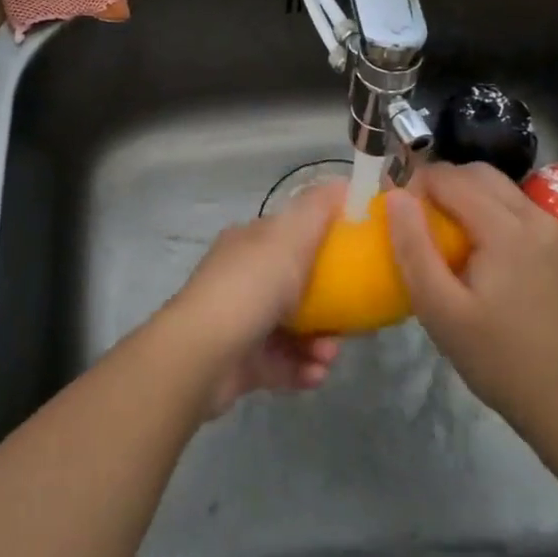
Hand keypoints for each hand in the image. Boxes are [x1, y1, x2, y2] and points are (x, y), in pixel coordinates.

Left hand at [164, 180, 343, 417]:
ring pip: (293, 330)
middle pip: (296, 288)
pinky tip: (316, 374)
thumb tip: (343, 182)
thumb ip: (317, 209)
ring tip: (328, 355)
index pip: (291, 236)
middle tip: (349, 322)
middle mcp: (243, 279)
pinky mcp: (242, 363)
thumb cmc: (250, 287)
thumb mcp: (289, 237)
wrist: (202, 354)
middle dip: (328, 306)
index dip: (324, 245)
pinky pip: (283, 364)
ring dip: (319, 343)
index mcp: (250, 244)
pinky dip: (302, 369)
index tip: (356, 261)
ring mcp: (241, 322)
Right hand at [387, 162, 557, 436]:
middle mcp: (536, 216)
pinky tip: (474, 248)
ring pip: (498, 187)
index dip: (414, 184)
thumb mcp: (440, 309)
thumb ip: (413, 248)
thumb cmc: (498, 358)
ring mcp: (554, 228)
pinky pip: (514, 207)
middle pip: (476, 173)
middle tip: (414, 219)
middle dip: (439, 184)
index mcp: (507, 229)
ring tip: (440, 232)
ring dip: (463, 195)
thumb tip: (395, 195)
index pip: (450, 178)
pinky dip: (487, 210)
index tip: (392, 210)